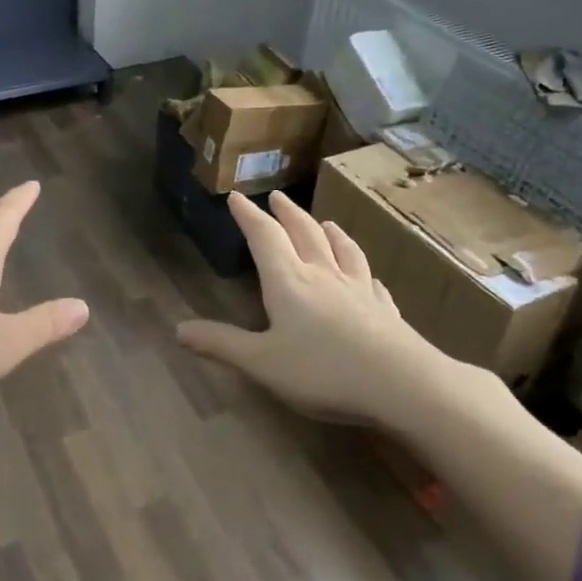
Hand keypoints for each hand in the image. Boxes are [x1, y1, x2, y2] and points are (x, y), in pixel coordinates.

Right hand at [176, 191, 450, 428]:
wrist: (403, 383)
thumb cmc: (323, 371)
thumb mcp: (262, 362)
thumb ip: (221, 344)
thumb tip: (178, 329)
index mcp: (289, 282)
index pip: (264, 238)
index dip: (248, 216)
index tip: (237, 196)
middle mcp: (323, 276)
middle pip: (304, 233)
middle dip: (287, 214)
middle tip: (277, 198)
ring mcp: (358, 290)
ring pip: (342, 250)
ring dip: (329, 233)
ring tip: (325, 223)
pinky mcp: (385, 310)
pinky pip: (371, 282)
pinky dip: (363, 271)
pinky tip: (368, 276)